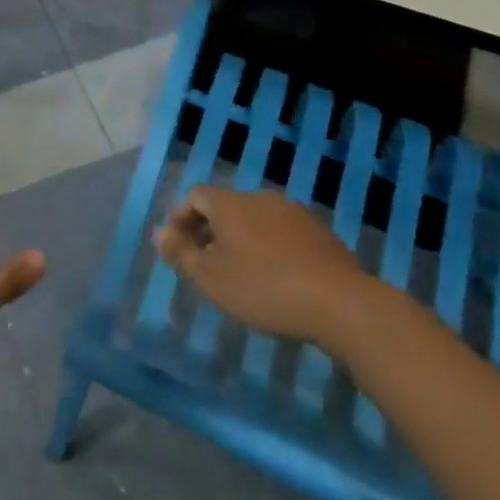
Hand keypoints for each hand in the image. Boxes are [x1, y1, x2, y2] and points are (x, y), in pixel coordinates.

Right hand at [154, 185, 376, 349]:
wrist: (340, 303)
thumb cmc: (263, 288)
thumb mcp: (211, 279)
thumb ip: (181, 254)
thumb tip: (160, 233)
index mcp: (230, 203)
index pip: (195, 195)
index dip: (182, 218)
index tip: (180, 247)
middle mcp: (259, 197)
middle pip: (226, 206)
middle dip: (212, 230)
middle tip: (208, 264)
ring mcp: (294, 212)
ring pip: (256, 219)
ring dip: (243, 239)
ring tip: (243, 273)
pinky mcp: (320, 232)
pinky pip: (283, 232)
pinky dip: (272, 247)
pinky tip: (278, 277)